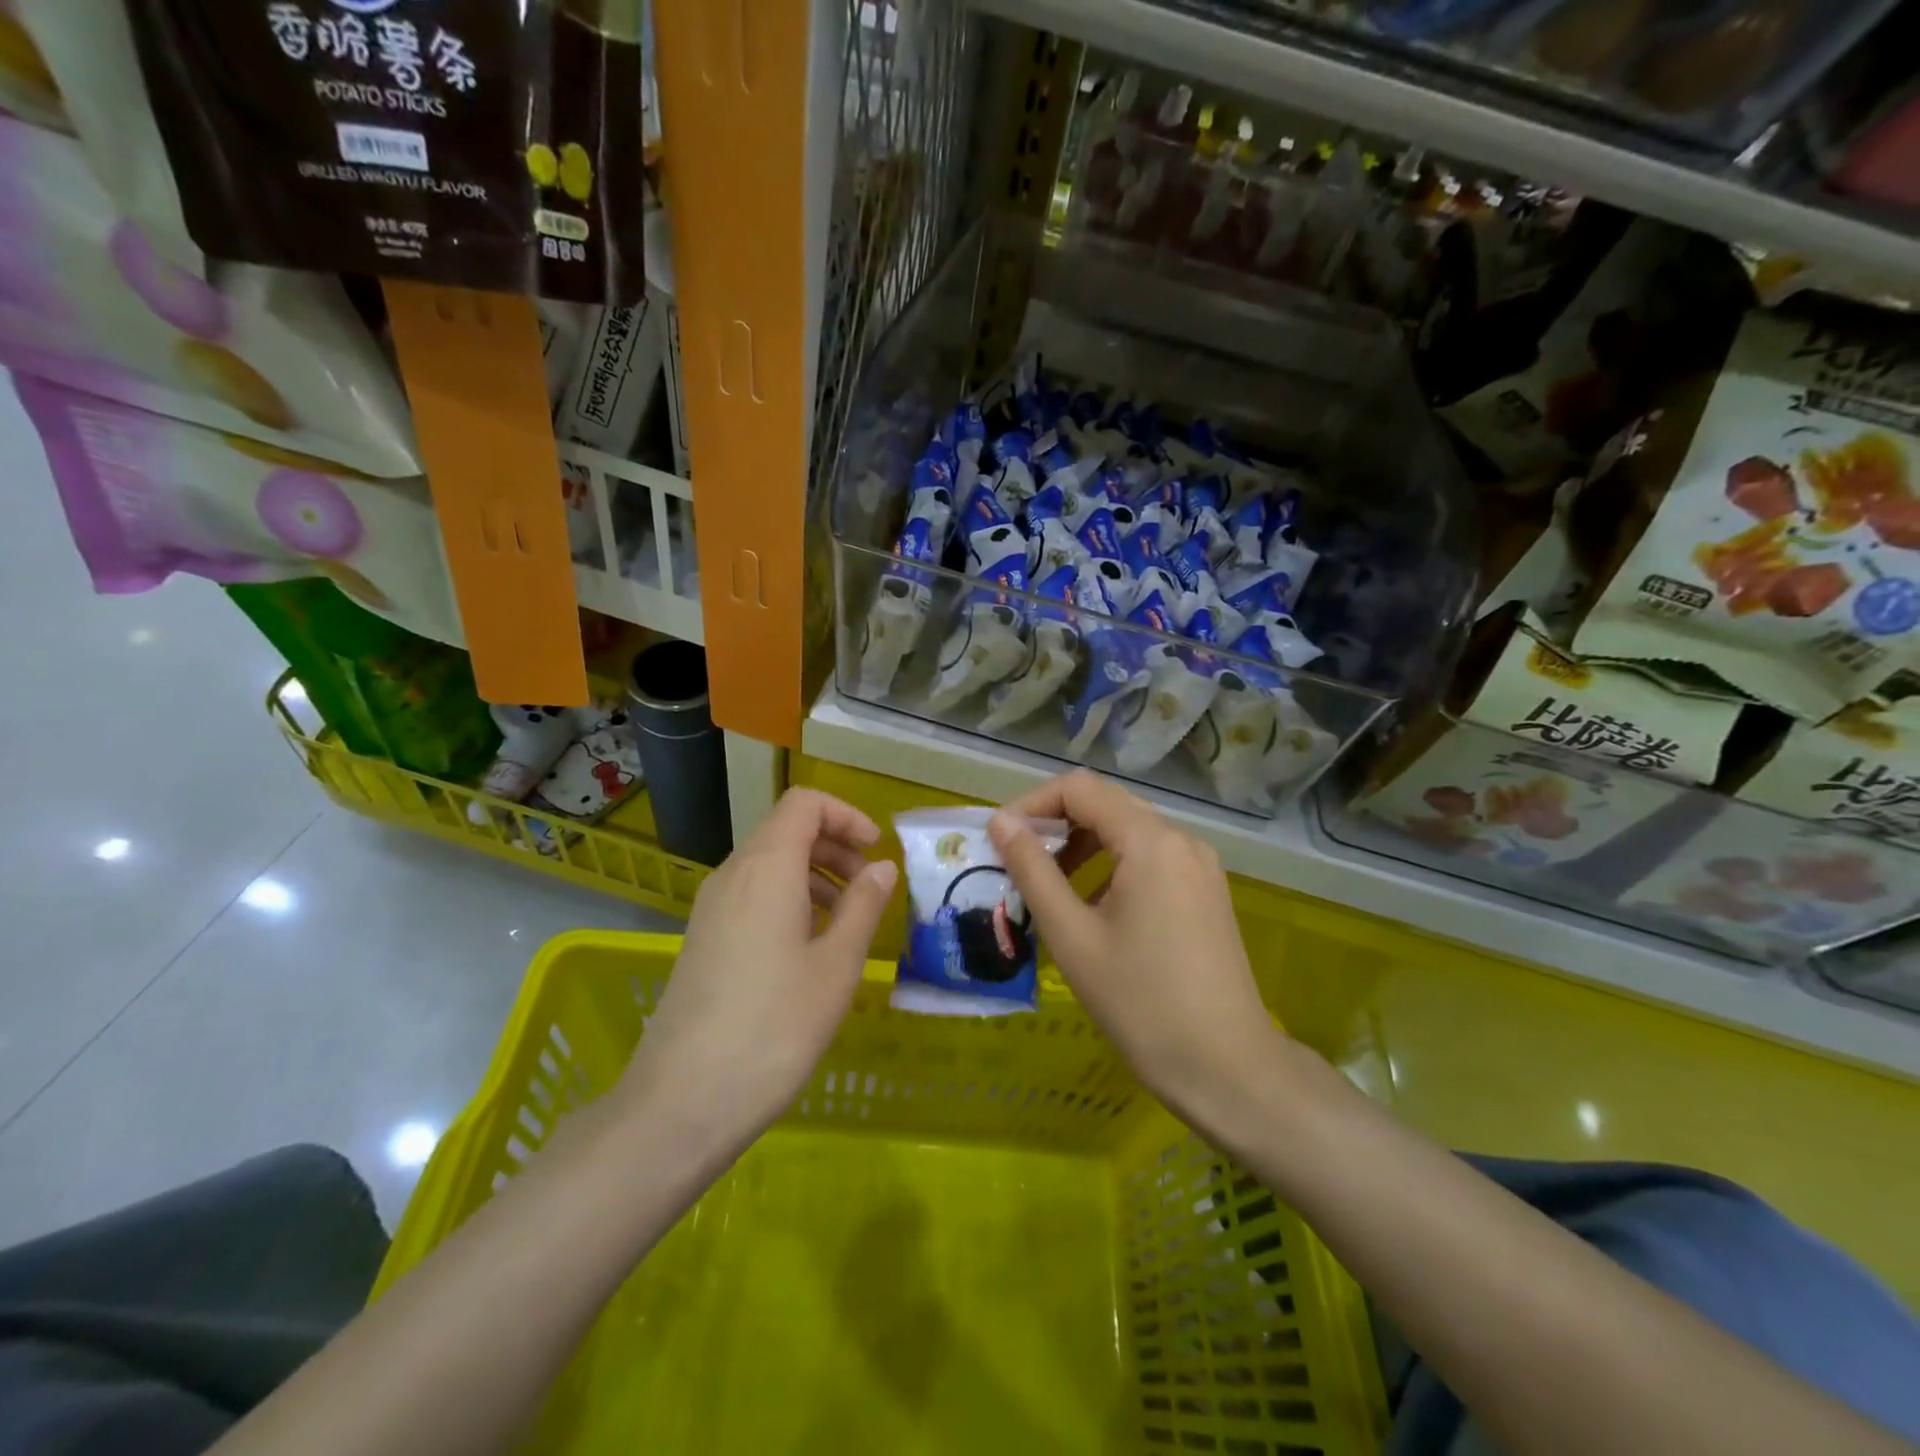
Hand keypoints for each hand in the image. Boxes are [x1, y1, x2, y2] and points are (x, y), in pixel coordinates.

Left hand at [619, 788, 897, 1148]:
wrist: (682, 1102)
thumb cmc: (774, 1027)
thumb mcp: (836, 966)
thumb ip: (863, 906)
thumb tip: (882, 867)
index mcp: (765, 868)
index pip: (804, 804)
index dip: (846, 815)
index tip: (876, 852)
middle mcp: (731, 875)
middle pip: (786, 830)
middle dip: (835, 846)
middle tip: (870, 888)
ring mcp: (710, 908)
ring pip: (768, 864)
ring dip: (814, 875)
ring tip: (846, 920)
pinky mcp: (702, 939)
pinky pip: (751, 895)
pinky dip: (789, 899)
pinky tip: (809, 948)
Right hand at [989, 771, 1284, 1130]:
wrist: (1226, 1068)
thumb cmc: (1140, 1003)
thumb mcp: (1072, 936)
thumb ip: (1033, 871)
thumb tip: (1002, 824)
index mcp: (1151, 842)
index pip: (1080, 789)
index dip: (1032, 804)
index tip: (999, 839)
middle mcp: (1181, 840)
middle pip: (1106, 804)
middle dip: (1055, 824)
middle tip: (1016, 861)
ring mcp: (1199, 866)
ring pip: (1128, 831)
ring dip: (1082, 846)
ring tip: (1048, 886)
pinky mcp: (1206, 892)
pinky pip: (1150, 858)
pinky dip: (1112, 866)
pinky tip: (1092, 907)